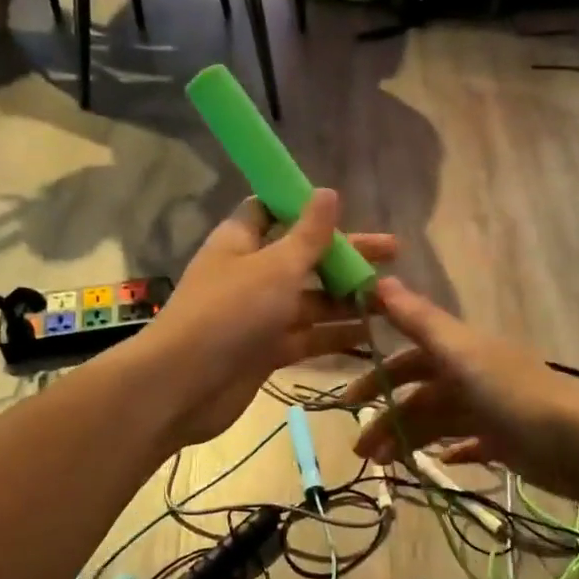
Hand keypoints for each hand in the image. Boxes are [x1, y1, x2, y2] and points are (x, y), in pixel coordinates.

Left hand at [142, 191, 395, 447]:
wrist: (184, 386)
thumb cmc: (230, 313)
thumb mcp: (275, 267)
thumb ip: (308, 235)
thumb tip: (328, 192)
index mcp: (242, 241)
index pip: (275, 211)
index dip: (308, 209)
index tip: (347, 210)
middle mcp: (251, 274)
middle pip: (304, 257)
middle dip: (346, 257)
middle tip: (394, 254)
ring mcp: (259, 315)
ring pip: (310, 300)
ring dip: (347, 299)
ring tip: (391, 298)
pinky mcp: (266, 350)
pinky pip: (307, 336)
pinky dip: (334, 335)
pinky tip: (372, 334)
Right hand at [344, 278, 578, 505]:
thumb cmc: (516, 394)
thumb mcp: (463, 353)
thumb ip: (420, 321)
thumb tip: (378, 280)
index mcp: (462, 353)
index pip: (410, 358)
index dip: (378, 374)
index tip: (348, 399)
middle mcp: (474, 378)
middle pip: (420, 395)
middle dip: (388, 417)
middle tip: (361, 450)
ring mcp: (491, 411)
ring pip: (439, 422)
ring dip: (409, 440)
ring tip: (385, 466)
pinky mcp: (508, 442)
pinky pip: (470, 444)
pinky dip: (450, 452)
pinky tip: (435, 465)